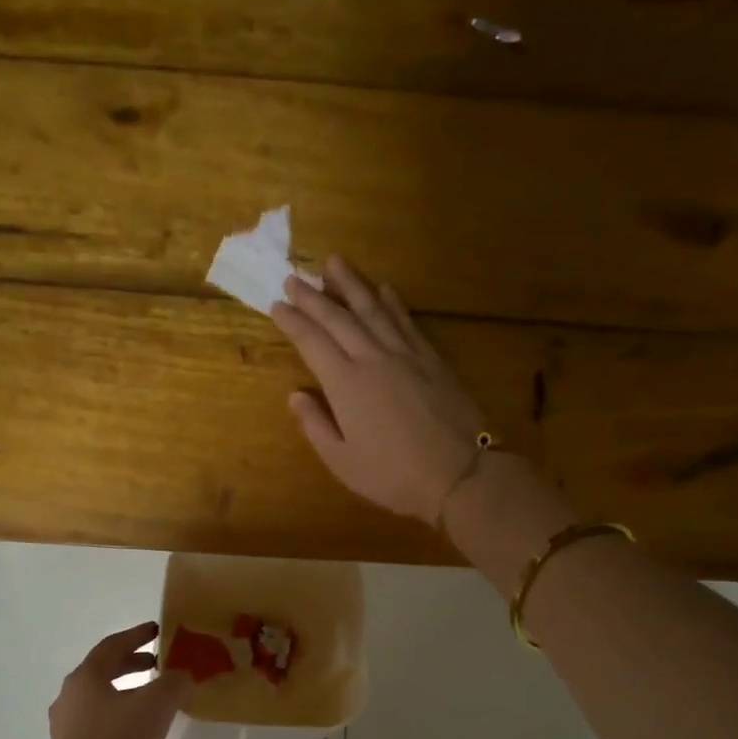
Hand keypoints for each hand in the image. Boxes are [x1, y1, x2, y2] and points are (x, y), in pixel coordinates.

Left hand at [39, 622, 191, 738]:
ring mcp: (67, 722)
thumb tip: (182, 675)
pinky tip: (138, 728)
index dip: (138, 635)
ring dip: (126, 689)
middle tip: (158, 663)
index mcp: (87, 676)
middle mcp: (71, 693)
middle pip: (104, 668)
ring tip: (153, 697)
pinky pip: (97, 718)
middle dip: (133, 662)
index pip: (113, 644)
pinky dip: (119, 712)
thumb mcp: (156, 706)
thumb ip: (174, 683)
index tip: (158, 630)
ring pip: (100, 695)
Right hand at [269, 256, 489, 522]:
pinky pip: (407, 322)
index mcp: (346, 385)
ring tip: (334, 263)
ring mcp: (406, 356)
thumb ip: (316, 426)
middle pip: (339, 318)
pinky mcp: (432, 360)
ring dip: (352, 285)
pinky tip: (385, 289)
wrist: (460, 474)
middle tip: (294, 276)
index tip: (277, 304)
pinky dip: (393, 303)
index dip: (293, 322)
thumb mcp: (343, 462)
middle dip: (313, 296)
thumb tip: (296, 395)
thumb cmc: (394, 476)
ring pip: (374, 310)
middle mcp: (373, 359)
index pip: (312, 342)